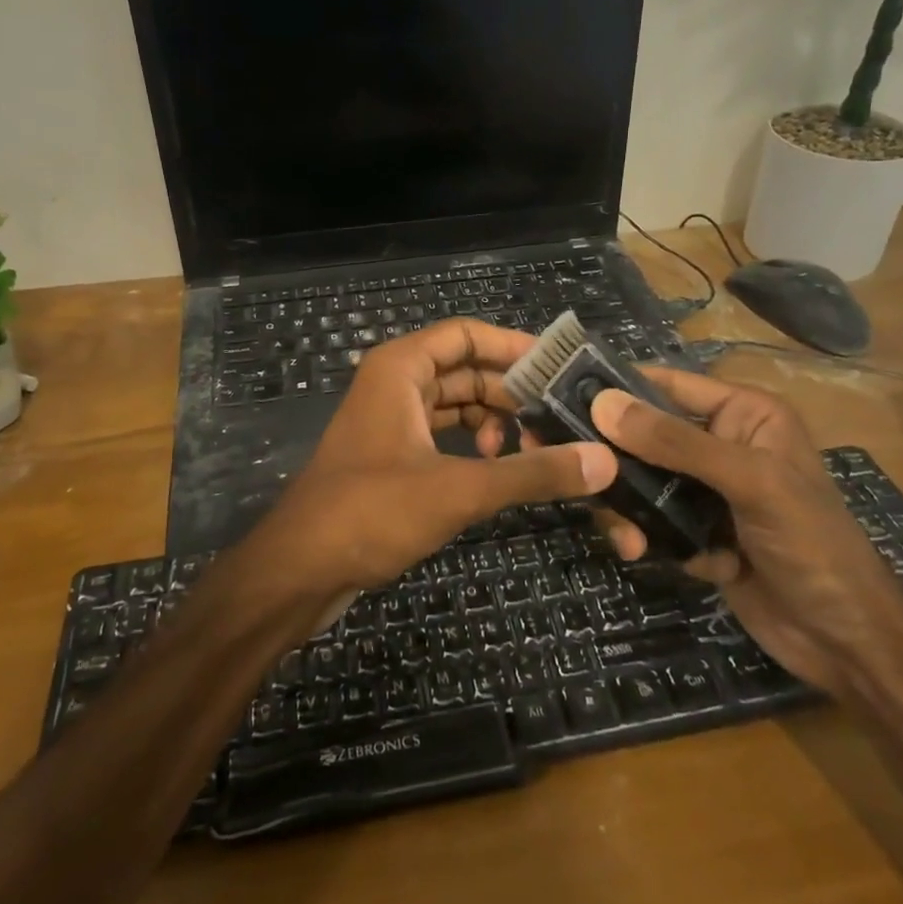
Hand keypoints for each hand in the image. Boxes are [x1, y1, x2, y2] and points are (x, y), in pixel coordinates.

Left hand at [243, 321, 616, 601]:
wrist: (299, 569)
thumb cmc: (371, 511)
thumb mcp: (458, 489)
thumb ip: (531, 472)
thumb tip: (603, 461)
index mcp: (400, 368)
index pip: (467, 334)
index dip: (514, 345)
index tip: (561, 367)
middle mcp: (394, 384)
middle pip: (465, 370)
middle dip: (511, 392)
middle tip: (561, 418)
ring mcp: (390, 421)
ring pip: (455, 405)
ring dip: (493, 421)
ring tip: (533, 449)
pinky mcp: (390, 457)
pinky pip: (442, 435)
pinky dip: (472, 446)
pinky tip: (498, 469)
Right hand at [588, 371, 902, 693]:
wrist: (847, 644)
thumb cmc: (812, 544)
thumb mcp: (750, 483)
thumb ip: (676, 443)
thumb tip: (602, 404)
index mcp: (743, 414)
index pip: (668, 385)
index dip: (619, 387)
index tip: (561, 395)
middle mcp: (719, 444)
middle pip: (644, 436)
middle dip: (614, 460)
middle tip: (579, 475)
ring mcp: (705, 491)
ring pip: (640, 482)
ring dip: (627, 508)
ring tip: (629, 540)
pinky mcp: (694, 532)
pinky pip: (649, 521)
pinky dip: (645, 538)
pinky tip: (648, 558)